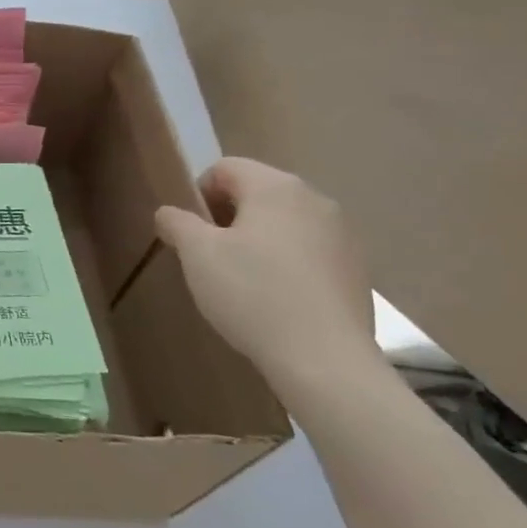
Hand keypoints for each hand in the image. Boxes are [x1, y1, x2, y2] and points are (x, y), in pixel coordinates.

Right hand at [154, 158, 375, 383]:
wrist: (324, 359)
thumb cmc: (252, 294)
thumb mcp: (197, 255)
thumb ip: (177, 223)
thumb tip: (169, 213)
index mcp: (275, 187)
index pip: (225, 168)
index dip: (198, 194)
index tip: (191, 233)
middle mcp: (315, 199)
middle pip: (257, 192)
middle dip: (227, 217)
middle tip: (210, 257)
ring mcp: (342, 235)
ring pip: (284, 223)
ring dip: (257, 240)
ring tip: (243, 281)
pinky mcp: (356, 269)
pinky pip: (308, 251)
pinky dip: (286, 263)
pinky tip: (276, 299)